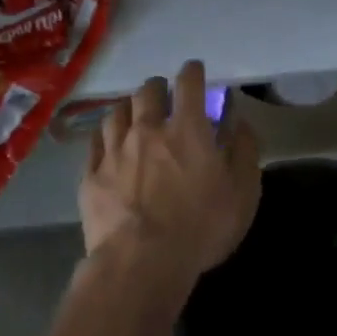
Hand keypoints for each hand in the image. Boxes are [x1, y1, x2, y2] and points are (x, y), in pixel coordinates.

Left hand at [80, 60, 261, 288]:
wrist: (140, 265)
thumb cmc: (200, 229)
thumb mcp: (242, 194)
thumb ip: (245, 152)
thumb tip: (240, 123)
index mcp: (186, 128)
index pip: (188, 82)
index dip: (192, 71)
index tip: (194, 70)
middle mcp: (148, 129)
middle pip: (147, 90)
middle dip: (157, 87)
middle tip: (163, 96)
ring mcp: (115, 150)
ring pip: (117, 111)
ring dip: (129, 109)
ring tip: (134, 116)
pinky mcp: (92, 175)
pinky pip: (95, 143)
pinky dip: (104, 137)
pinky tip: (108, 142)